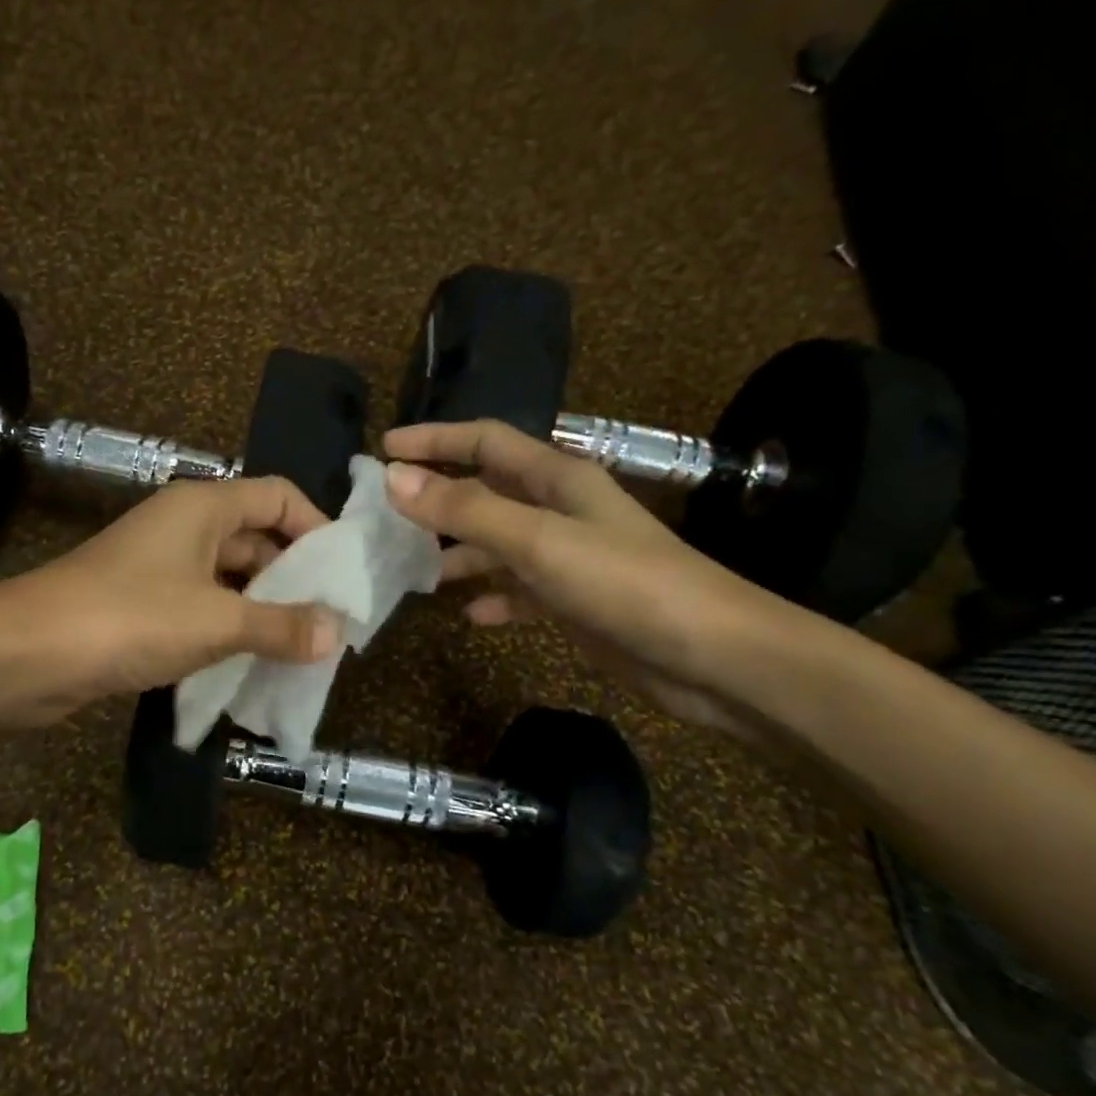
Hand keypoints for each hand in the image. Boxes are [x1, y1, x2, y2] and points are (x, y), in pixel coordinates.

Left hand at [2, 475, 340, 718]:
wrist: (26, 654)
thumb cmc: (130, 618)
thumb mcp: (217, 622)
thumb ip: (281, 625)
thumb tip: (336, 632)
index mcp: (203, 506)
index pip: (277, 495)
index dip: (316, 526)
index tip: (343, 573)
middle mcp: (183, 527)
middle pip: (256, 539)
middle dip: (294, 578)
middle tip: (330, 622)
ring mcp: (159, 568)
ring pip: (229, 580)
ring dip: (263, 610)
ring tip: (302, 649)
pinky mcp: (141, 607)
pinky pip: (201, 610)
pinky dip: (228, 632)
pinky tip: (252, 665)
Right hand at [382, 419, 808, 736]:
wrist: (711, 656)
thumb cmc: (624, 583)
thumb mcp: (538, 541)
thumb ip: (466, 509)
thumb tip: (395, 478)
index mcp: (557, 478)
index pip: (485, 440)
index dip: (435, 439)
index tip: (384, 450)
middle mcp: (560, 510)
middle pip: (487, 491)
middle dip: (438, 500)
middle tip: (386, 518)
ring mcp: (568, 557)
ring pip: (498, 544)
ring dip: (459, 554)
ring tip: (414, 573)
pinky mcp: (575, 600)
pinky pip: (520, 590)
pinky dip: (494, 598)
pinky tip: (472, 616)